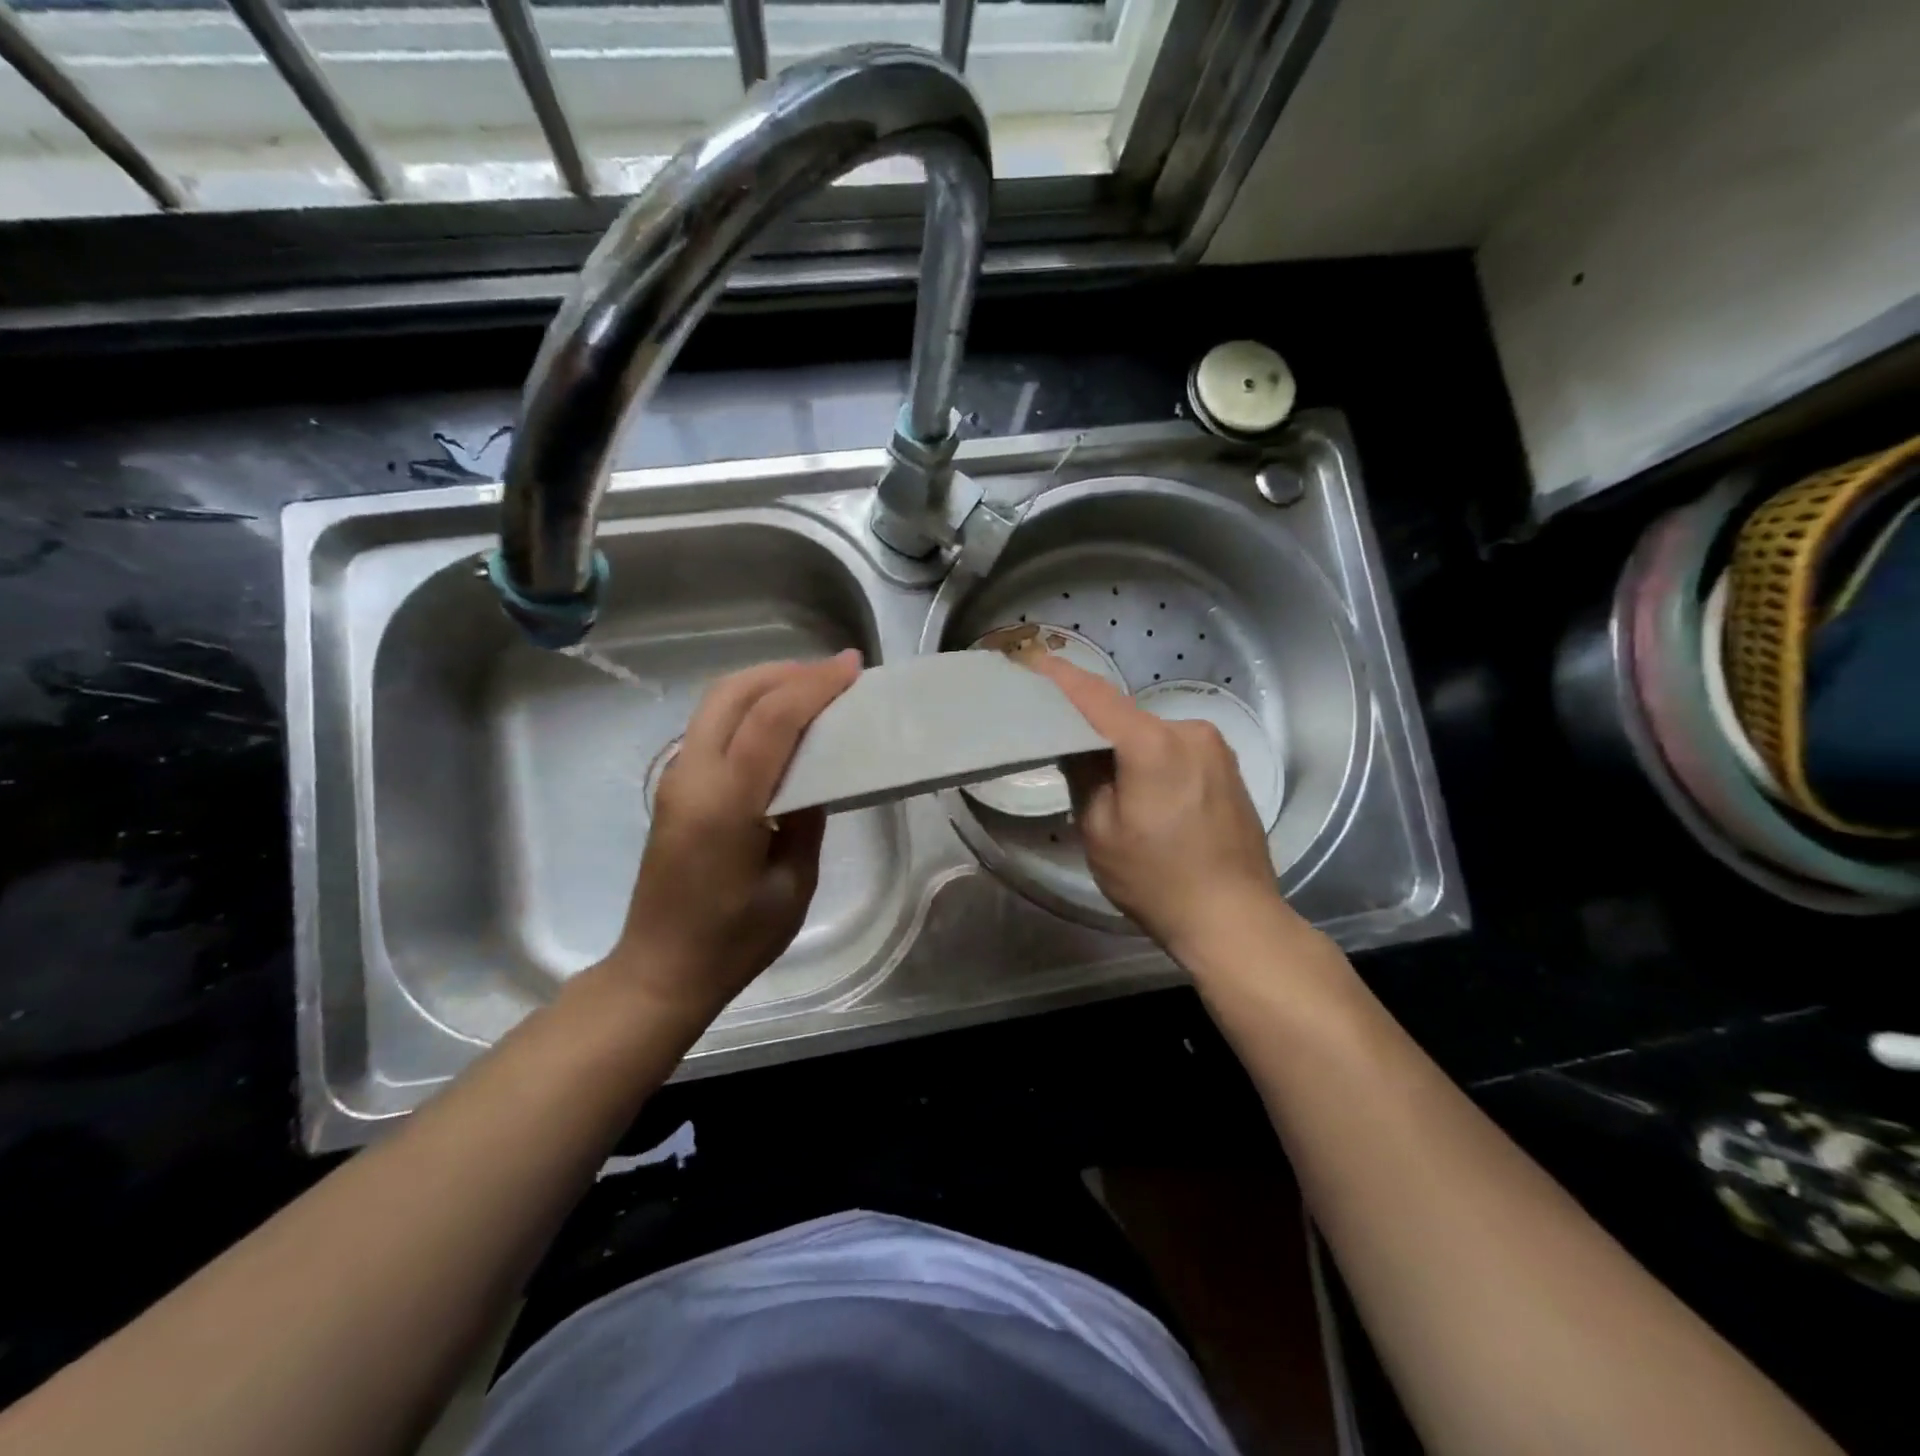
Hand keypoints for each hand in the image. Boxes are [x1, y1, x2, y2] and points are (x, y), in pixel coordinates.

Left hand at [609, 651, 861, 1023]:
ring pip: (717, 702)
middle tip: (834, 674)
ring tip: (811, 689)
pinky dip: (748, 708)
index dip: (814, 685)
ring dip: (765, 684)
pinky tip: (779, 723)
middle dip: (786, 671)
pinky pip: (711, 725)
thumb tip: (817, 775)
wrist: (661, 970)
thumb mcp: (793, 885)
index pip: (771, 719)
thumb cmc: (734, 940)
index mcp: (726, 802)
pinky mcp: (674, 787)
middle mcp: (692, 776)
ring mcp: (676, 778)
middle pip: (734, 692)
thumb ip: (806, 819)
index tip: (852, 666)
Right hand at [1032, 655, 1300, 964]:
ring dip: (1125, 745)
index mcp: (1153, 744)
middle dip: (1092, 724)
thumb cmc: (1157, 880)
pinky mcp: (1229, 767)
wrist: (1235, 918)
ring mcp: (1216, 747)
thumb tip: (1076, 745)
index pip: (1096, 697)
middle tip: (1060, 740)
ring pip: (1152, 734)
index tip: (1031, 658)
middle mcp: (1189, 731)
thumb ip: (1084, 776)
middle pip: (1126, 716)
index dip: (1060, 677)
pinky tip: (1145, 789)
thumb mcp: (1100, 832)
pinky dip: (1153, 757)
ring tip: (1105, 777)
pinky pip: (1177, 749)